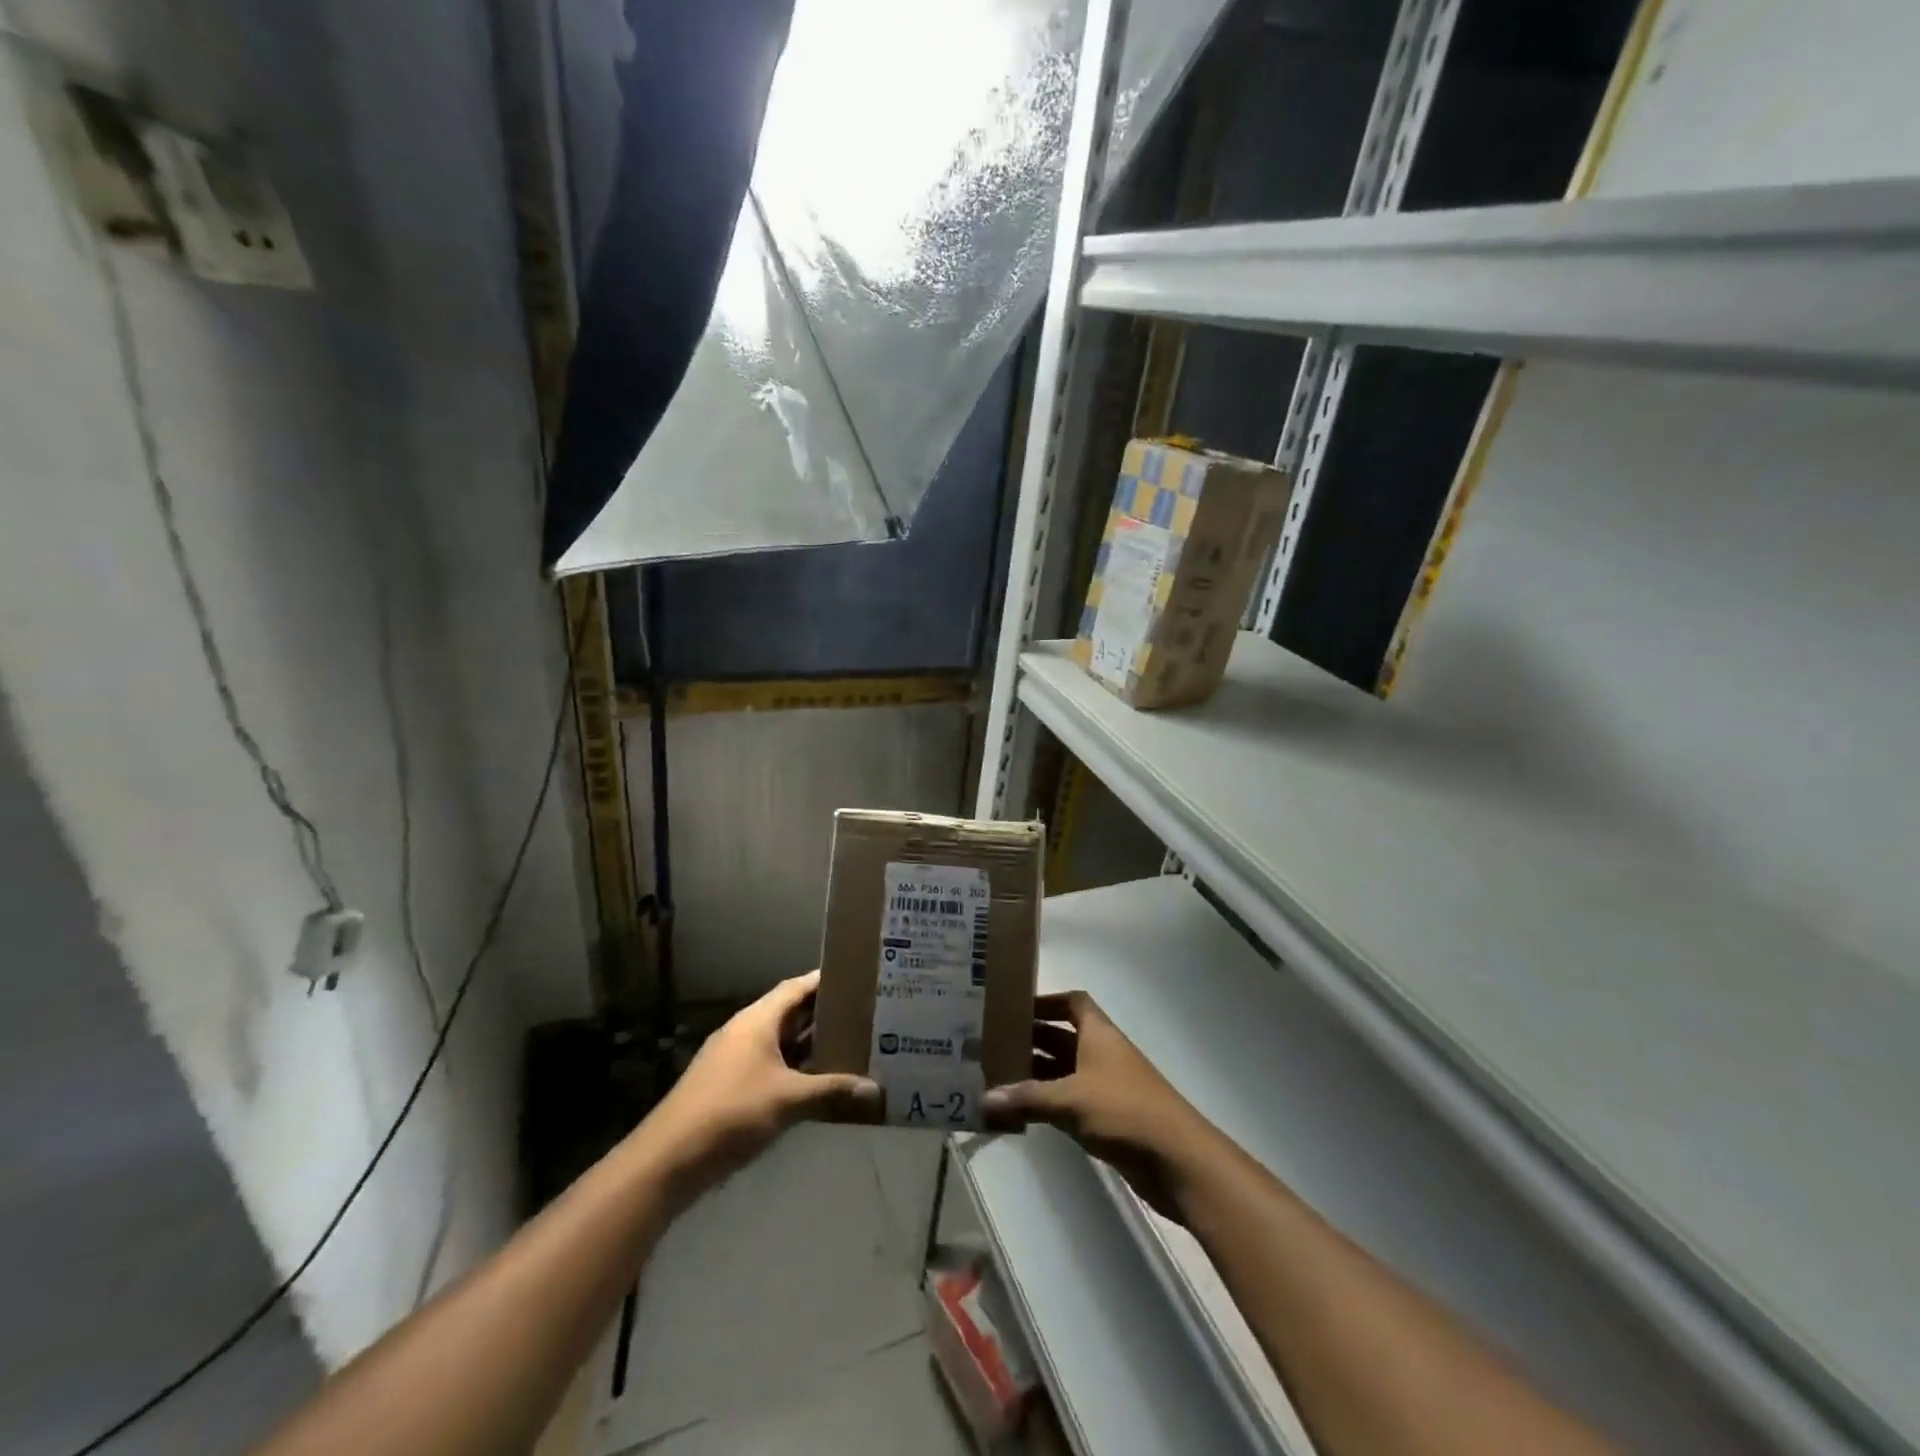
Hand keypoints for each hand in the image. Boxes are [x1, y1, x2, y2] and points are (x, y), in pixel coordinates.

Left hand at [636, 971, 878, 1206]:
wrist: (667, 1160)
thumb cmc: (731, 1113)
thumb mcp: (788, 1100)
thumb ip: (832, 1091)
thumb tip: (876, 1090)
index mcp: (756, 1021)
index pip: (796, 988)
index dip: (825, 981)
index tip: (857, 978)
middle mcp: (745, 1032)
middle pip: (790, 1014)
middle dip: (824, 1014)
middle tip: (864, 1014)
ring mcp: (734, 1060)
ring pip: (780, 1043)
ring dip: (810, 1045)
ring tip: (850, 1045)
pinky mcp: (729, 1086)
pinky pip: (770, 1066)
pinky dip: (795, 1069)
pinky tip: (818, 1083)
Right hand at [982, 991, 1213, 1221]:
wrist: (1176, 1159)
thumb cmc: (1123, 1110)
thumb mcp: (1070, 1099)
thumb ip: (1027, 1097)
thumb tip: (982, 1098)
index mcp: (1099, 1033)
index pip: (1073, 1003)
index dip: (1046, 1001)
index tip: (1015, 1009)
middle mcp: (1102, 1053)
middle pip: (1063, 1037)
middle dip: (1031, 1039)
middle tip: (992, 1043)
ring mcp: (1106, 1086)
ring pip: (1064, 1071)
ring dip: (1036, 1073)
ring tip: (997, 1076)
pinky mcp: (1107, 1118)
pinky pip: (1069, 1101)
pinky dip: (1047, 1102)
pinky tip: (1020, 1111)